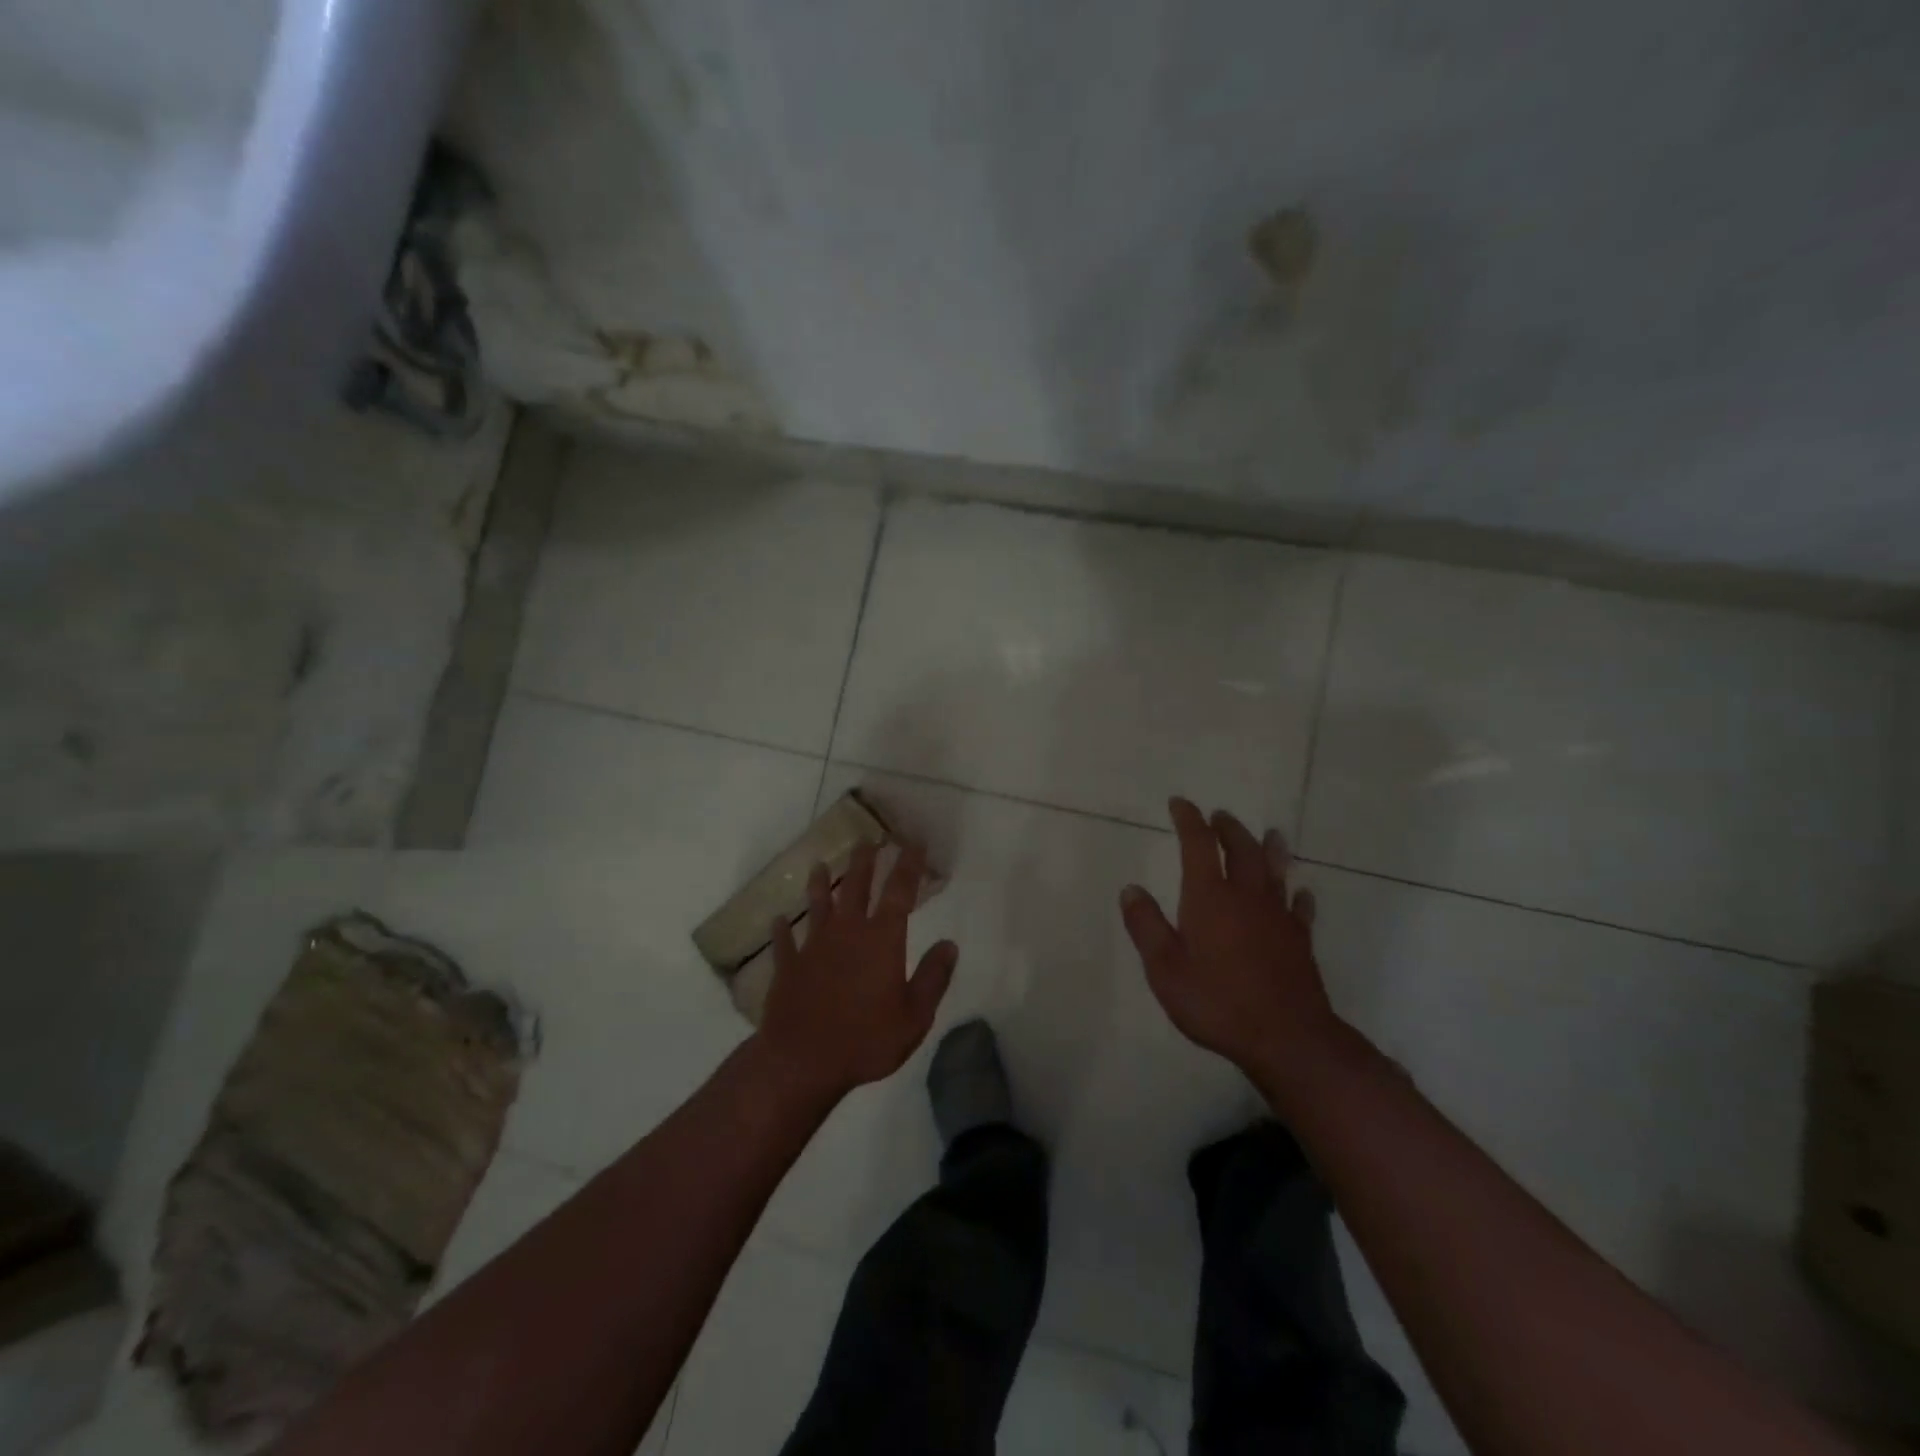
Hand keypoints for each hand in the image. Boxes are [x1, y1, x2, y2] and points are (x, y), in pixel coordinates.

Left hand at [756, 841, 957, 1100]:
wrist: (802, 1061)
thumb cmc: (866, 1039)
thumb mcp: (915, 1016)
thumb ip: (934, 977)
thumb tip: (950, 944)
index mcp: (882, 940)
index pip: (899, 892)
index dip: (908, 865)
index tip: (913, 843)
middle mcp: (847, 933)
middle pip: (855, 887)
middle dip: (864, 862)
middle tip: (867, 840)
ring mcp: (813, 947)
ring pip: (818, 905)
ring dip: (820, 884)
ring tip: (820, 864)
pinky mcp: (788, 966)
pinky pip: (784, 942)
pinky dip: (782, 929)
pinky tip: (779, 920)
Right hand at [1119, 797, 1342, 1079]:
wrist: (1286, 1037)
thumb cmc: (1217, 1001)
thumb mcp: (1164, 968)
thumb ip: (1146, 926)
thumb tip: (1131, 889)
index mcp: (1209, 897)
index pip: (1198, 845)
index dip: (1189, 820)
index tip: (1180, 803)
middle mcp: (1246, 897)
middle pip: (1241, 849)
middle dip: (1228, 829)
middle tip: (1219, 816)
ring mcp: (1278, 917)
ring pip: (1275, 871)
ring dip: (1270, 849)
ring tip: (1270, 833)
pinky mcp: (1300, 941)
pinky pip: (1300, 908)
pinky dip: (1298, 895)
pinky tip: (1301, 892)